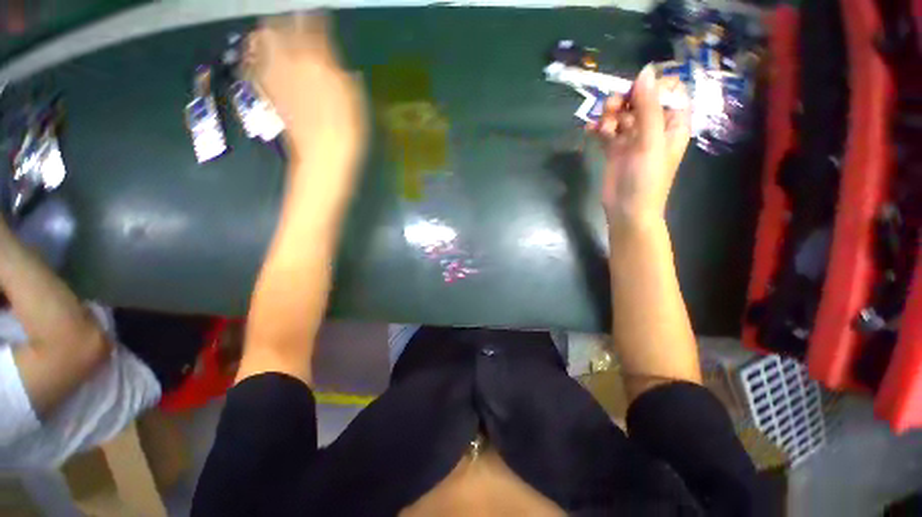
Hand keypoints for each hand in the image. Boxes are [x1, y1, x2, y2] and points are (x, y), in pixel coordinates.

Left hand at [247, 14, 366, 167]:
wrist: (323, 155)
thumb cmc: (346, 130)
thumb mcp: (354, 100)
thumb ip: (342, 76)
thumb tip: (338, 66)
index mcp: (319, 61)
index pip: (314, 27)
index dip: (316, 19)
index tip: (318, 16)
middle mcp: (292, 61)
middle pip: (278, 27)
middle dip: (284, 23)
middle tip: (291, 26)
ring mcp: (276, 77)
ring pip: (261, 42)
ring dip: (266, 36)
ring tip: (272, 37)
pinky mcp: (268, 93)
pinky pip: (254, 66)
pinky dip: (254, 58)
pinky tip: (259, 58)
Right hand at [587, 65, 689, 228]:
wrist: (627, 210)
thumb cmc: (646, 179)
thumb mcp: (650, 141)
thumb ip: (648, 107)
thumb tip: (644, 71)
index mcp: (672, 123)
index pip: (668, 91)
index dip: (651, 86)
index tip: (635, 92)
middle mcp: (653, 127)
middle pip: (639, 99)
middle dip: (624, 100)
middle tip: (611, 109)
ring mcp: (632, 138)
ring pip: (620, 113)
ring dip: (609, 115)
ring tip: (602, 127)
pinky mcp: (615, 149)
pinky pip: (606, 130)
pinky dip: (597, 128)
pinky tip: (589, 130)